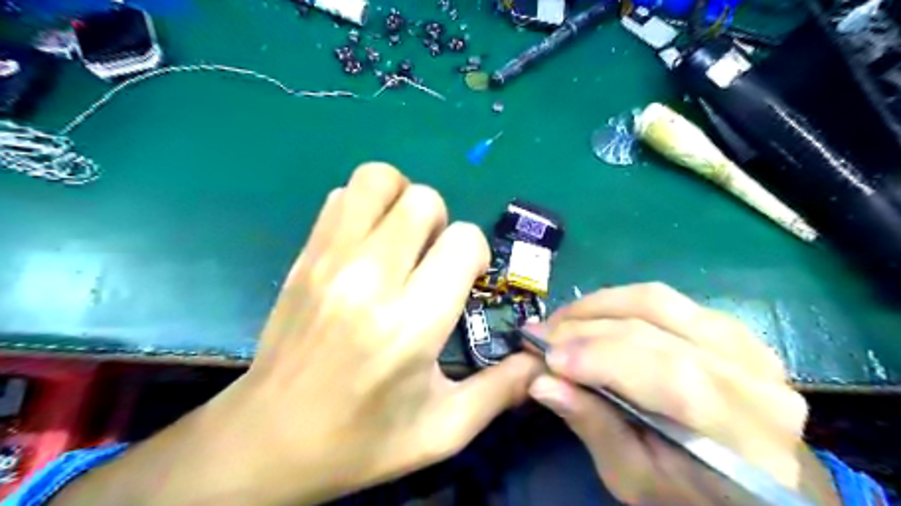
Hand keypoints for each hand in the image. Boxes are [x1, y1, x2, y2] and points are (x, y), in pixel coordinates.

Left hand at [53, 161, 541, 505]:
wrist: (268, 440)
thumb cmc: (362, 440)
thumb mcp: (444, 430)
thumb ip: (501, 390)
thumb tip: (538, 357)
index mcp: (411, 323)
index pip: (462, 241)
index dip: (475, 254)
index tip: (465, 281)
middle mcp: (370, 279)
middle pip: (423, 200)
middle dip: (441, 225)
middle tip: (432, 261)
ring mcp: (329, 260)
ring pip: (379, 179)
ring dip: (402, 201)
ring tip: (402, 241)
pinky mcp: (304, 256)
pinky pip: (342, 196)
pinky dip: (365, 207)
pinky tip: (368, 245)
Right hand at [526, 283, 841, 503]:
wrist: (746, 477)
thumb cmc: (689, 490)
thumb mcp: (634, 477)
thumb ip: (592, 425)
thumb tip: (542, 383)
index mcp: (743, 433)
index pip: (669, 376)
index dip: (600, 359)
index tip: (546, 358)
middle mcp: (754, 377)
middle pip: (655, 330)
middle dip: (585, 328)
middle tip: (540, 335)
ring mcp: (745, 341)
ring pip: (656, 301)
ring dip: (597, 305)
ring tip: (560, 321)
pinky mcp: (727, 325)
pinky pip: (663, 298)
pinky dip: (618, 302)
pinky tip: (592, 317)